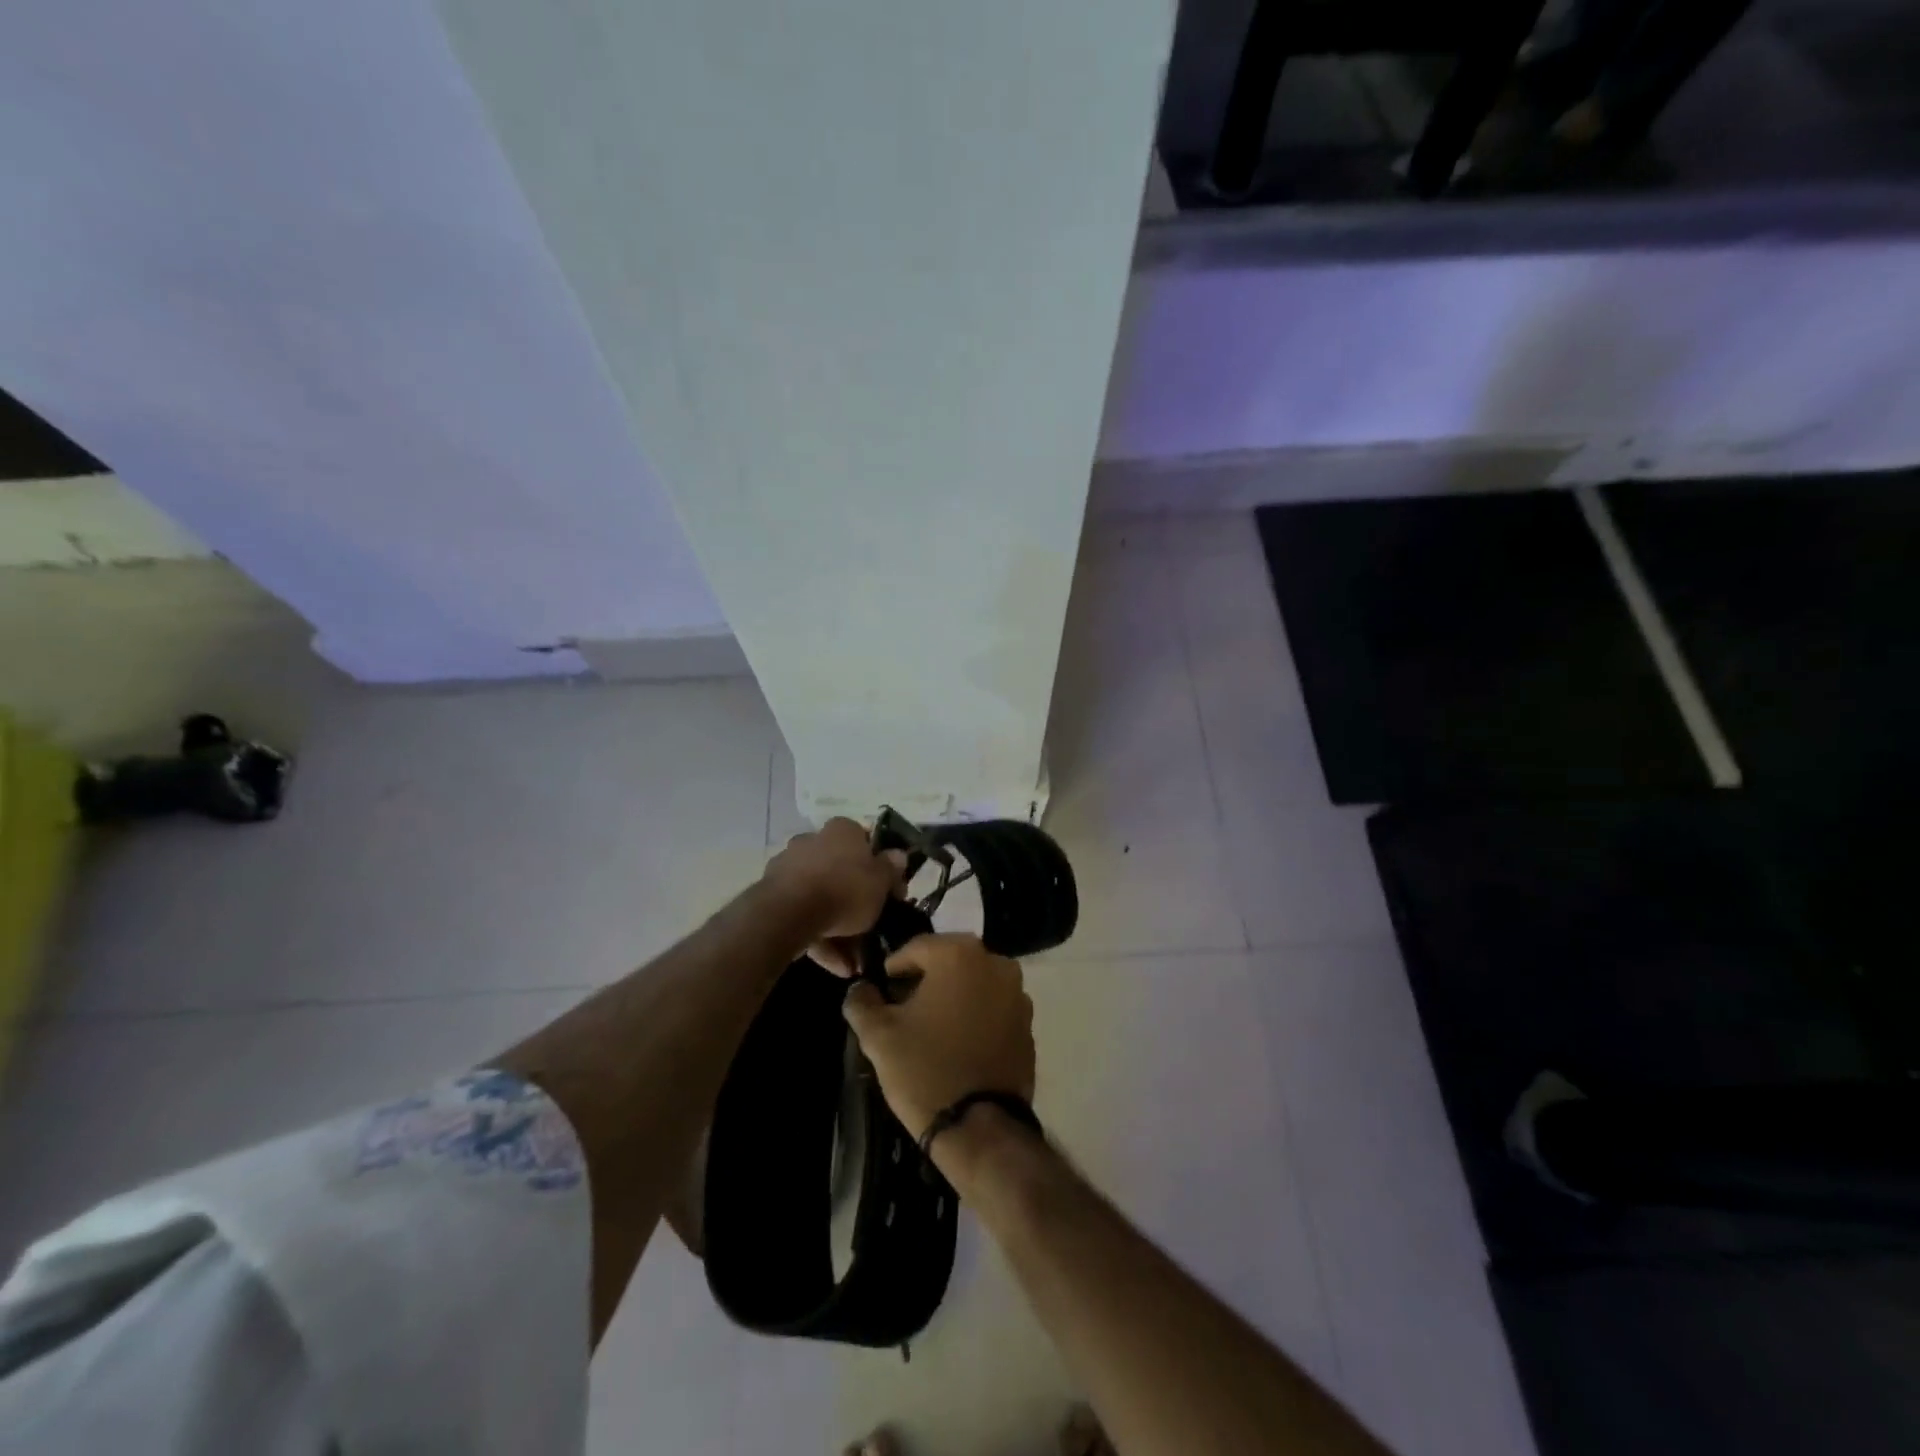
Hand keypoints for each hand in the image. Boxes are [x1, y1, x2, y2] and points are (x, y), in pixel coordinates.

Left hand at [761, 817, 906, 973]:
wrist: (789, 913)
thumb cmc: (845, 889)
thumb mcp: (881, 881)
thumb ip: (891, 868)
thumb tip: (899, 855)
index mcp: (842, 830)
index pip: (866, 842)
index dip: (882, 867)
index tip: (892, 892)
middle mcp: (813, 841)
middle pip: (843, 873)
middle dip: (858, 904)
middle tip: (873, 930)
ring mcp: (790, 867)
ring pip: (823, 897)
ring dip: (840, 931)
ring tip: (853, 963)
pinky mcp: (773, 895)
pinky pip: (804, 915)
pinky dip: (821, 938)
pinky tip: (836, 966)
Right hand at [842, 933, 1034, 1139]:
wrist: (980, 1127)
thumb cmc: (925, 1070)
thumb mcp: (878, 1035)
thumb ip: (862, 1002)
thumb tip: (859, 989)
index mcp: (959, 954)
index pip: (916, 948)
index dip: (894, 968)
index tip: (882, 990)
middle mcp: (995, 963)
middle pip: (949, 960)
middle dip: (926, 978)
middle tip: (904, 1006)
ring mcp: (1018, 993)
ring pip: (974, 982)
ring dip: (954, 995)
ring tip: (931, 1026)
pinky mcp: (1028, 1023)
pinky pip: (994, 1006)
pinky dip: (976, 1014)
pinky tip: (958, 1042)